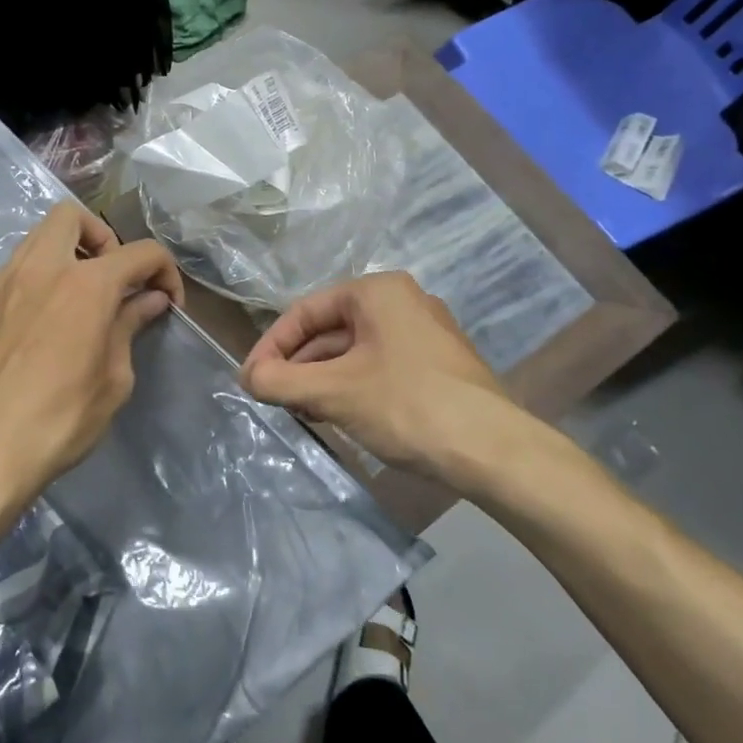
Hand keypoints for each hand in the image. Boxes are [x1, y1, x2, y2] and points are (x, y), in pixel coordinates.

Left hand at [0, 204, 182, 514]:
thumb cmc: (60, 419)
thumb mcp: (113, 379)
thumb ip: (130, 327)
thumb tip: (149, 300)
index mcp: (86, 284)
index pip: (141, 252)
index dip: (165, 272)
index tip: (168, 302)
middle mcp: (42, 268)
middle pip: (73, 216)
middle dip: (104, 238)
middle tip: (114, 280)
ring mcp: (4, 282)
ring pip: (38, 237)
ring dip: (68, 252)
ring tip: (81, 298)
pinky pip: (17, 268)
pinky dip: (40, 276)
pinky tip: (46, 320)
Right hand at [239, 272, 533, 483]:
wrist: (494, 451)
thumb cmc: (406, 405)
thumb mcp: (333, 392)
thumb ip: (280, 381)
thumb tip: (248, 377)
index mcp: (377, 291)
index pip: (304, 311)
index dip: (270, 346)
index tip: (250, 381)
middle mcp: (402, 301)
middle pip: (329, 330)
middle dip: (297, 365)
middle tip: (273, 399)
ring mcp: (423, 333)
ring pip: (353, 350)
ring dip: (320, 379)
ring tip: (300, 411)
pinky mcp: (436, 364)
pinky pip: (378, 365)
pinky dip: (350, 386)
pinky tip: (337, 415)